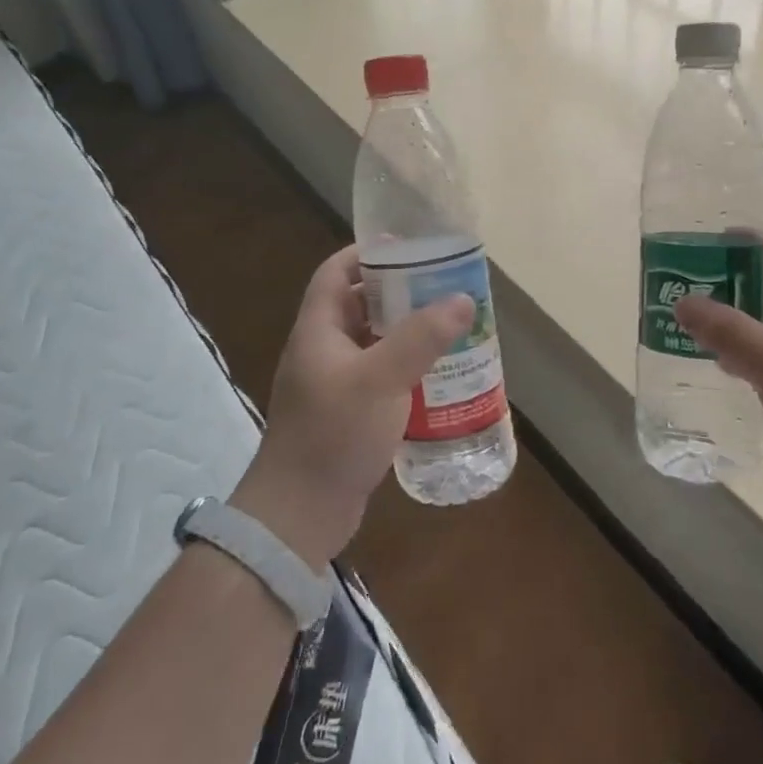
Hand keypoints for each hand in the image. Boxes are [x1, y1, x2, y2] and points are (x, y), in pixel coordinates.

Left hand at [231, 244, 473, 568]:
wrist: (300, 514)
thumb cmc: (334, 435)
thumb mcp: (381, 379)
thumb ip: (421, 338)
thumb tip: (462, 298)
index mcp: (318, 330)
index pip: (335, 273)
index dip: (365, 254)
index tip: (407, 248)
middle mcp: (321, 351)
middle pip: (358, 305)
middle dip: (397, 293)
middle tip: (440, 287)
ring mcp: (332, 384)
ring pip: (371, 342)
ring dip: (404, 332)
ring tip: (447, 326)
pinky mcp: (346, 414)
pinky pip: (378, 376)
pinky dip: (404, 368)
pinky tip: (436, 376)